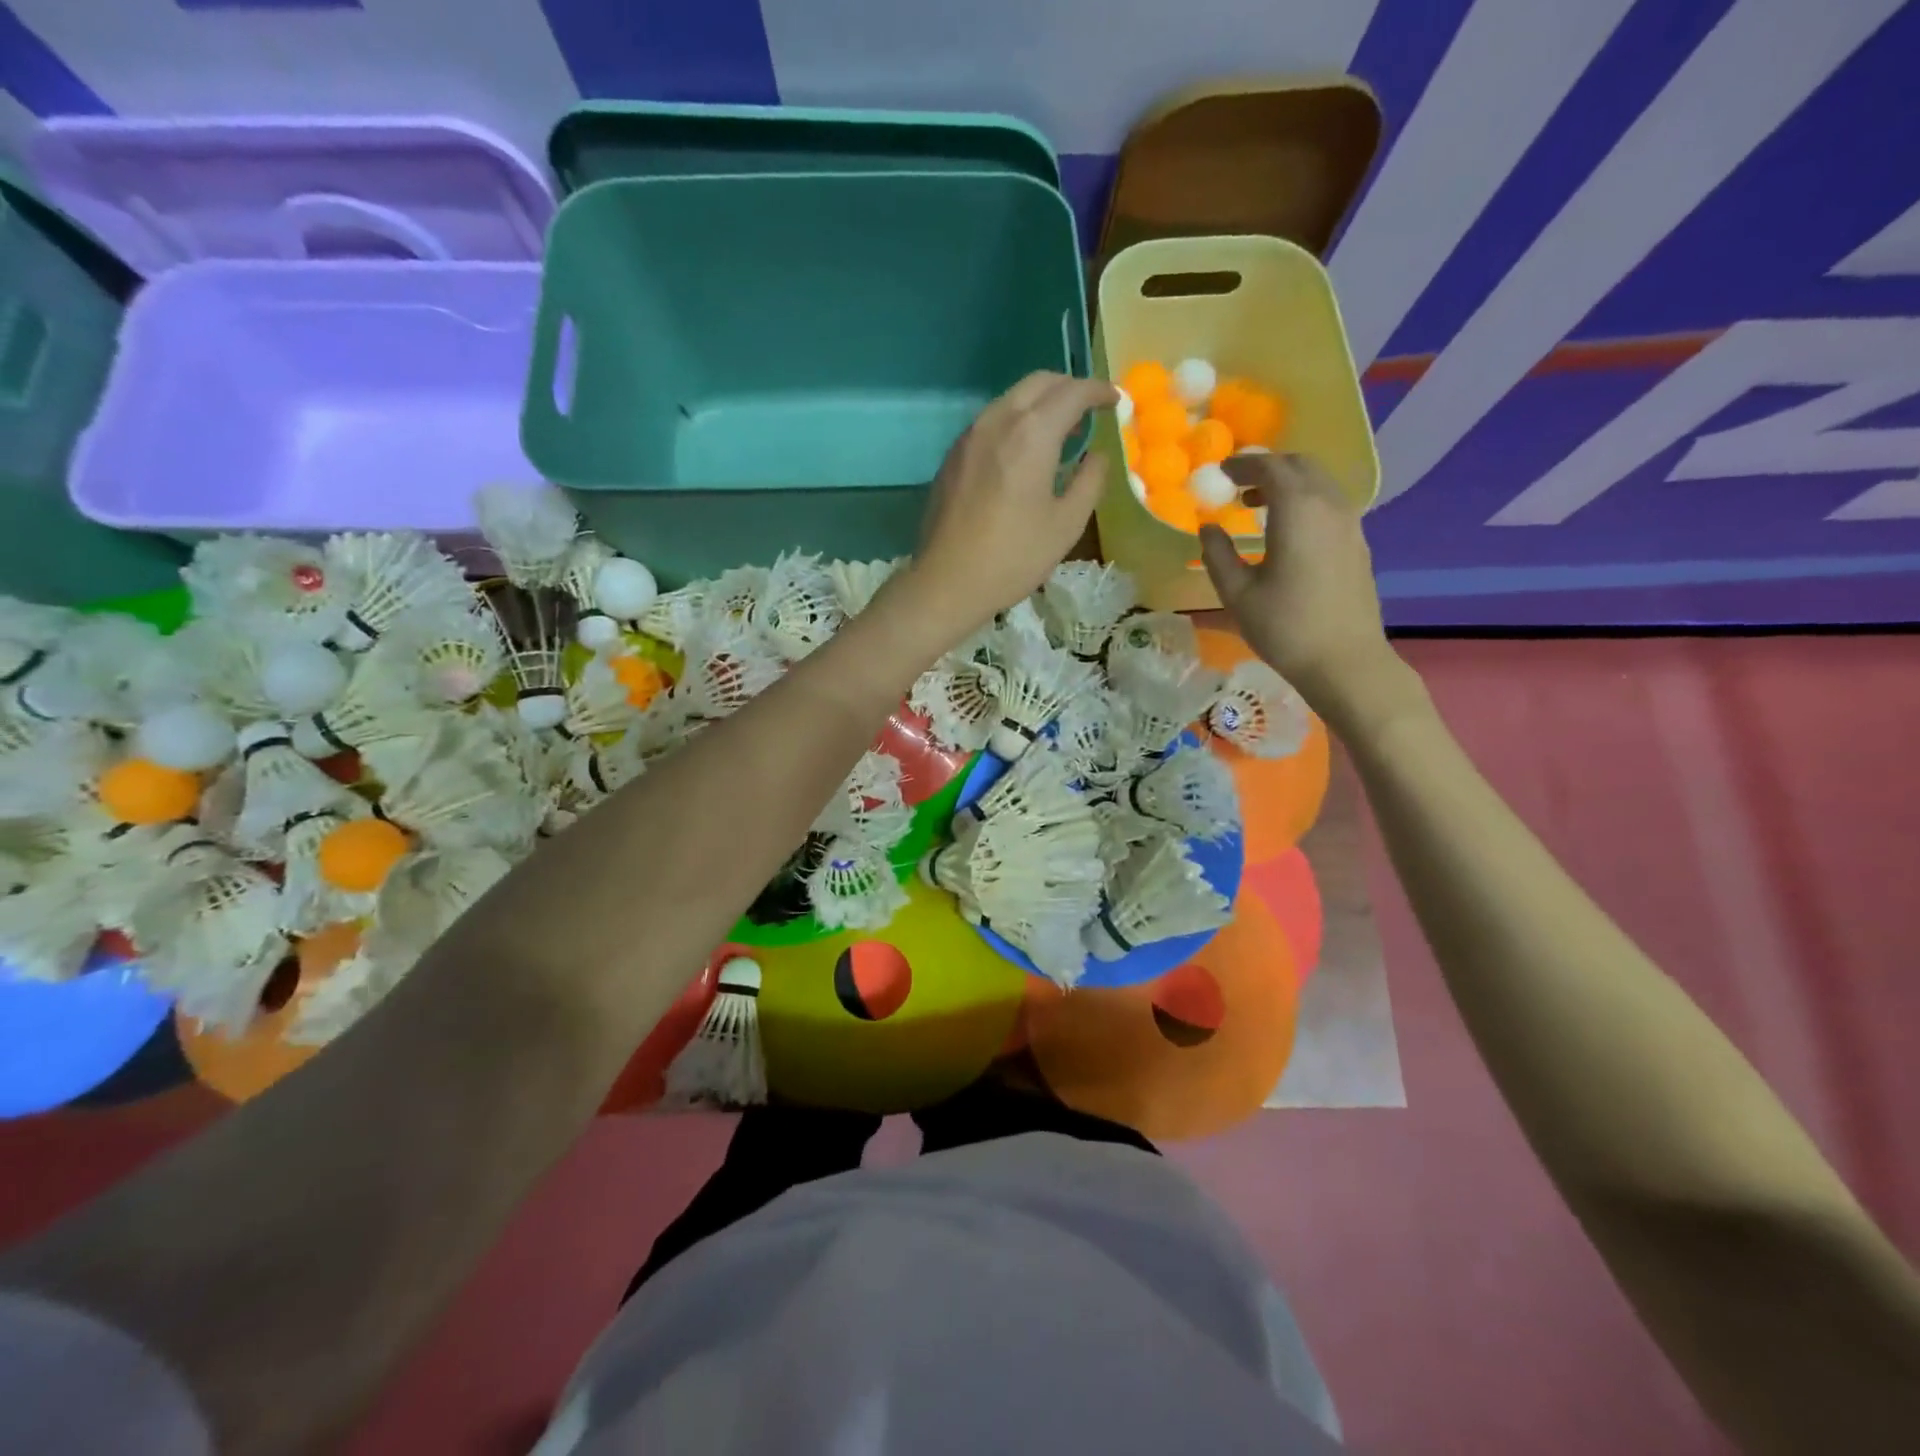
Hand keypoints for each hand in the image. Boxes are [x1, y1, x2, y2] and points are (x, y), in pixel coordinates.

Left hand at [907, 372, 1118, 639]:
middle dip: (1069, 388)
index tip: (1116, 402)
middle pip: (1039, 383)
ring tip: (1060, 432)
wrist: (947, 582)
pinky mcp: (953, 456)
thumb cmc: (1014, 557)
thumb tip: (1097, 456)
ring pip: (1011, 398)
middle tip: (1089, 411)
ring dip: (1040, 404)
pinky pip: (991, 421)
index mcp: (1031, 434)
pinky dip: (1015, 421)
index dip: (1099, 392)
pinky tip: (1023, 452)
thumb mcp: (1066, 524)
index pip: (1072, 392)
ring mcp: (969, 436)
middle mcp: (997, 421)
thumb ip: (1090, 481)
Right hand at [1198, 453, 1412, 728]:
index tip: (1221, 473)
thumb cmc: (1284, 628)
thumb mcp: (1238, 594)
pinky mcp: (1357, 542)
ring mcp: (1350, 523)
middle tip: (1237, 486)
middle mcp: (1329, 505)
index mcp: (1298, 510)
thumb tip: (1208, 529)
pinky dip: (1304, 501)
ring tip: (1257, 507)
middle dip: (1267, 468)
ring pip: (1318, 483)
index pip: (1270, 468)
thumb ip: (1218, 555)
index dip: (1243, 466)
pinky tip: (1286, 530)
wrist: (1344, 660)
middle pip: (1300, 466)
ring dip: (1288, 484)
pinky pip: (1329, 503)